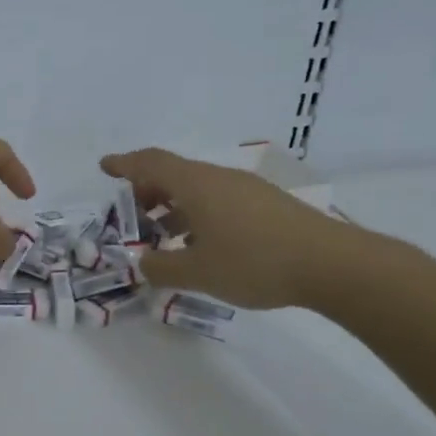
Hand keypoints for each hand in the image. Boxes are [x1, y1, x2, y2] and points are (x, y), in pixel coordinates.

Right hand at [99, 147, 369, 309]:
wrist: (331, 264)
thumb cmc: (254, 263)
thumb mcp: (196, 272)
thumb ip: (160, 268)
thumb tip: (142, 263)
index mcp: (196, 186)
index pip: (151, 163)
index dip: (124, 164)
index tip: (104, 167)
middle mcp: (220, 179)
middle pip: (174, 174)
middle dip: (147, 192)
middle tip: (132, 217)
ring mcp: (246, 190)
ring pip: (198, 190)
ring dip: (173, 208)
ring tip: (162, 238)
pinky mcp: (266, 206)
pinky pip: (219, 202)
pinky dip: (198, 216)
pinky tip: (201, 246)